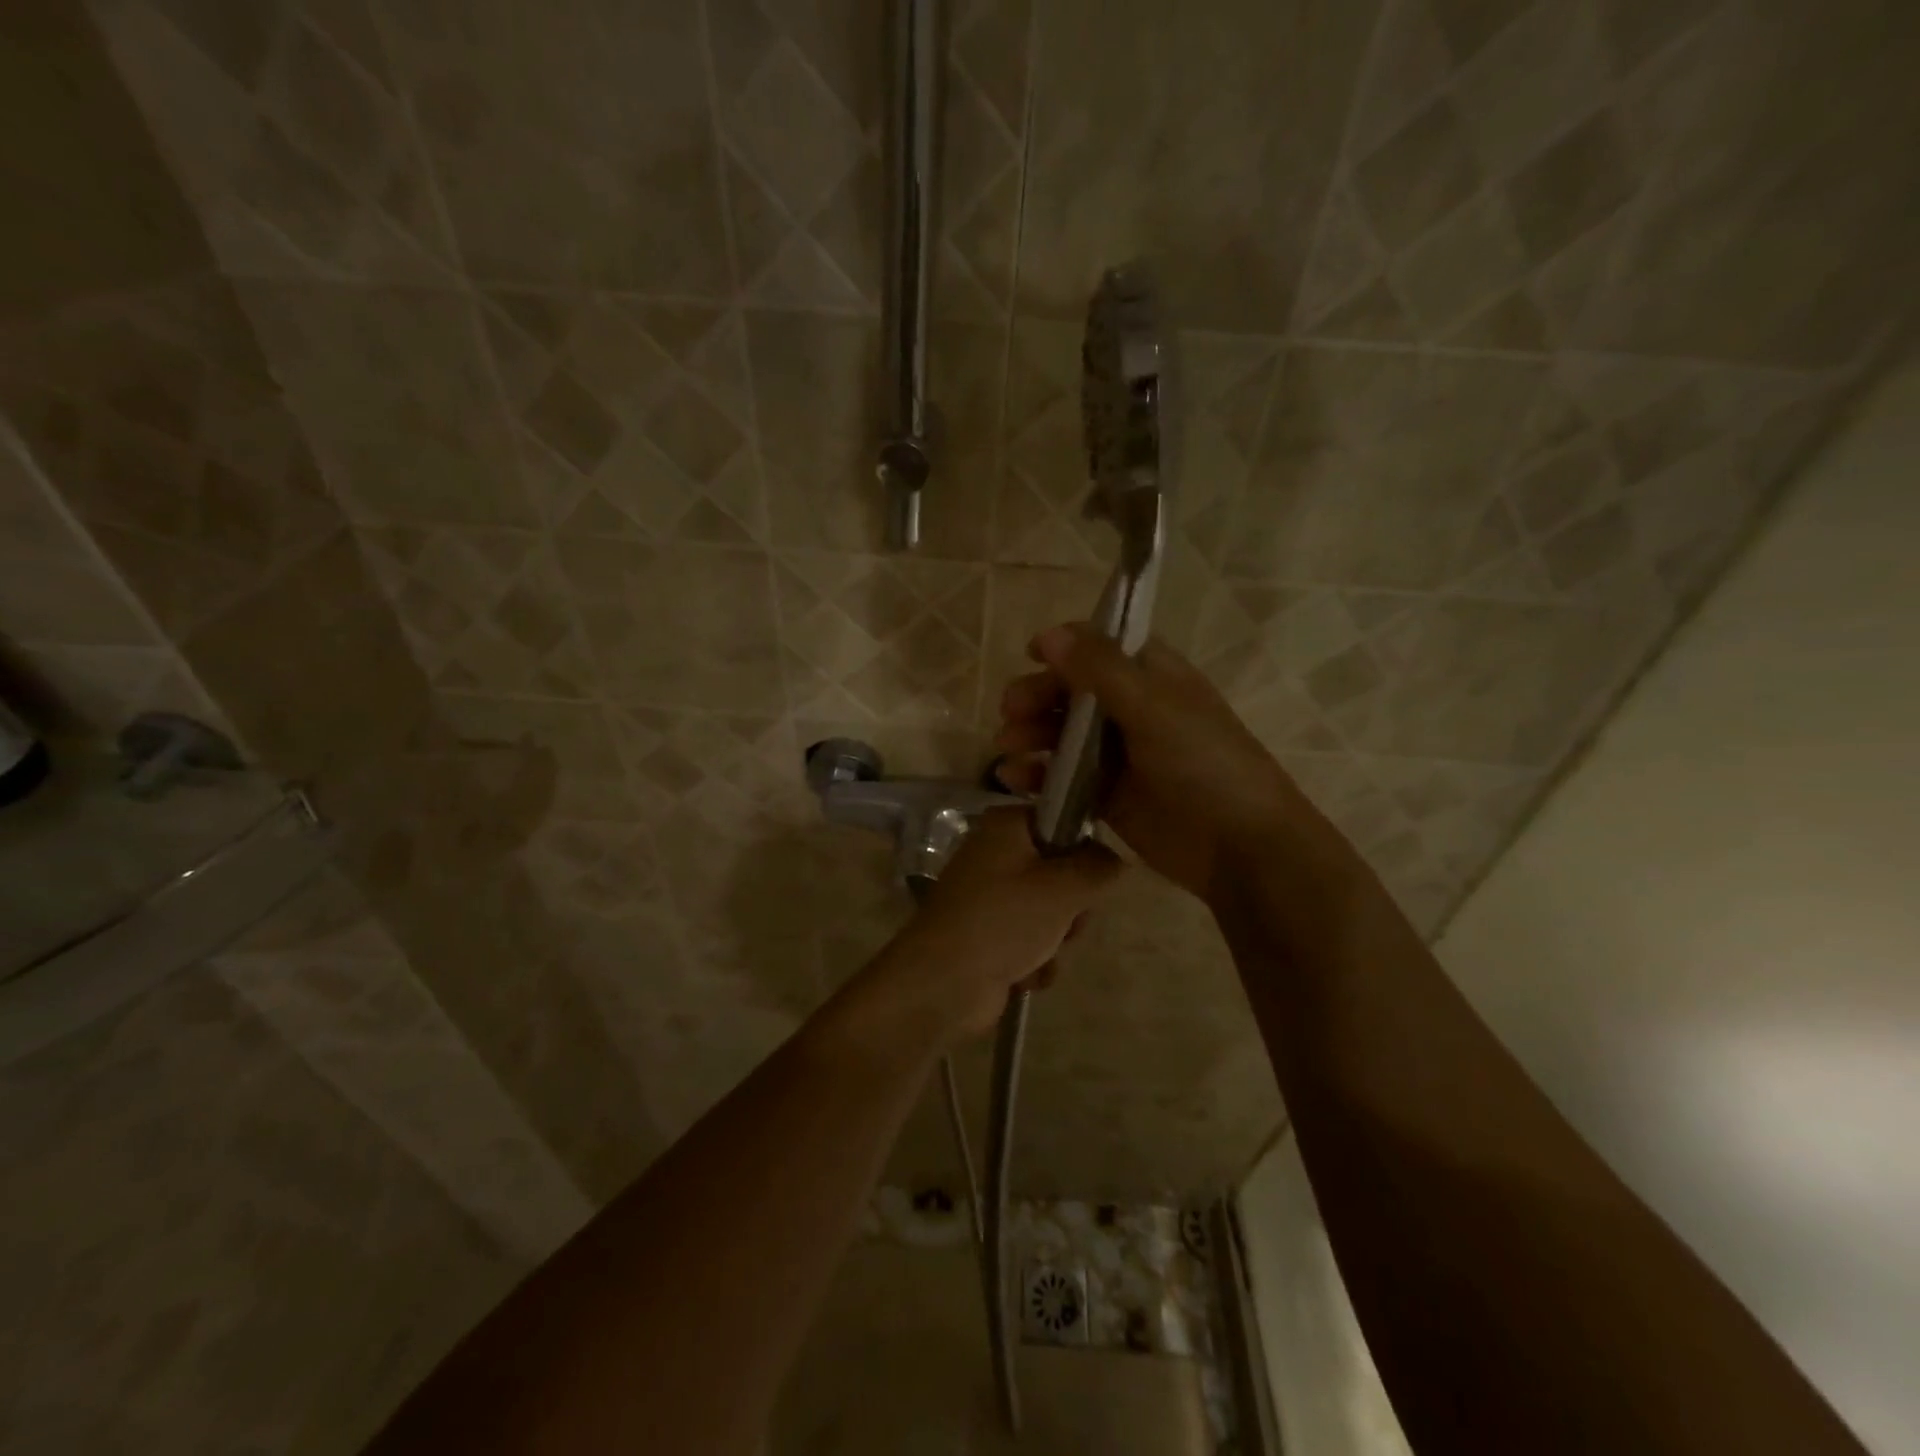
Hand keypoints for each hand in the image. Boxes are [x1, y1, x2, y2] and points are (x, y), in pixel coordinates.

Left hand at [879, 808, 1121, 1040]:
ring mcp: (989, 897)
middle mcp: (996, 854)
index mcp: (1006, 827)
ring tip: (1043, 954)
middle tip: (1068, 922)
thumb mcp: (1064, 888)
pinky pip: (1030, 939)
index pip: (1061, 821)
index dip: (1083, 849)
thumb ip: (1100, 866)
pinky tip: (1025, 975)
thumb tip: (1118, 857)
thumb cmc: (1004, 920)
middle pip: (1060, 871)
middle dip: (1072, 907)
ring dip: (1056, 940)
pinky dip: (1034, 959)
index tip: (1094, 875)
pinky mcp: (988, 934)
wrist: (943, 983)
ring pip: (1050, 911)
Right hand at [994, 624, 1327, 901]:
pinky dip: (1037, 775)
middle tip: (1010, 712)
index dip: (1065, 647)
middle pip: (1072, 690)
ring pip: (1062, 734)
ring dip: (1031, 734)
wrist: (1239, 846)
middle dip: (1037, 696)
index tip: (1030, 655)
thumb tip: (1049, 634)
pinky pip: (1062, 777)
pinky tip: (1013, 779)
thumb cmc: (1203, 763)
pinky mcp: (1107, 795)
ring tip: (1006, 748)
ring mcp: (1118, 754)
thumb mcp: (1153, 707)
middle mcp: (1132, 709)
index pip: (1100, 646)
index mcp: (1152, 676)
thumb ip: (1101, 670)